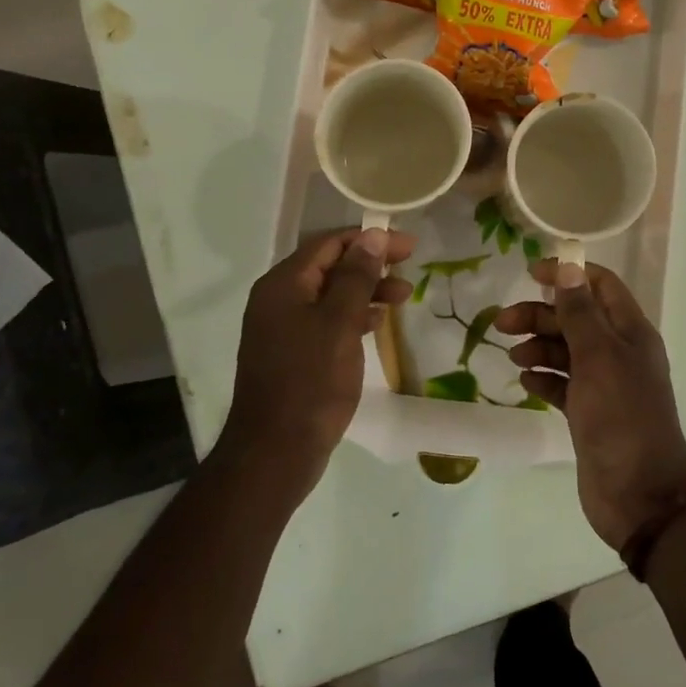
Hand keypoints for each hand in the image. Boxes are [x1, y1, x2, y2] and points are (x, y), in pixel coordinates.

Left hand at [222, 227, 416, 503]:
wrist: (276, 451)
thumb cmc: (311, 381)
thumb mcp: (339, 323)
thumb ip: (356, 277)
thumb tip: (372, 235)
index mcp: (283, 285)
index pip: (329, 244)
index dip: (370, 239)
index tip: (408, 245)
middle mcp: (278, 299)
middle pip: (329, 266)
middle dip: (370, 264)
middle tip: (410, 266)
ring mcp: (282, 328)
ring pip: (330, 294)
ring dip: (366, 290)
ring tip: (404, 297)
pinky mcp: (292, 352)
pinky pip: (326, 320)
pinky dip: (353, 315)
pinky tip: (378, 322)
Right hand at [495, 260, 685, 551]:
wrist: (639, 493)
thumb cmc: (621, 416)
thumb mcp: (599, 356)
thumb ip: (581, 312)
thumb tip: (569, 267)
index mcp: (630, 332)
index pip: (600, 286)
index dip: (568, 274)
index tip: (530, 273)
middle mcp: (618, 353)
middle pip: (576, 318)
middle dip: (541, 315)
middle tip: (502, 322)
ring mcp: (604, 385)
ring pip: (566, 351)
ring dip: (538, 347)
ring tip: (513, 357)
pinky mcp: (589, 413)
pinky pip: (562, 384)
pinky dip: (543, 378)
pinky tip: (525, 381)